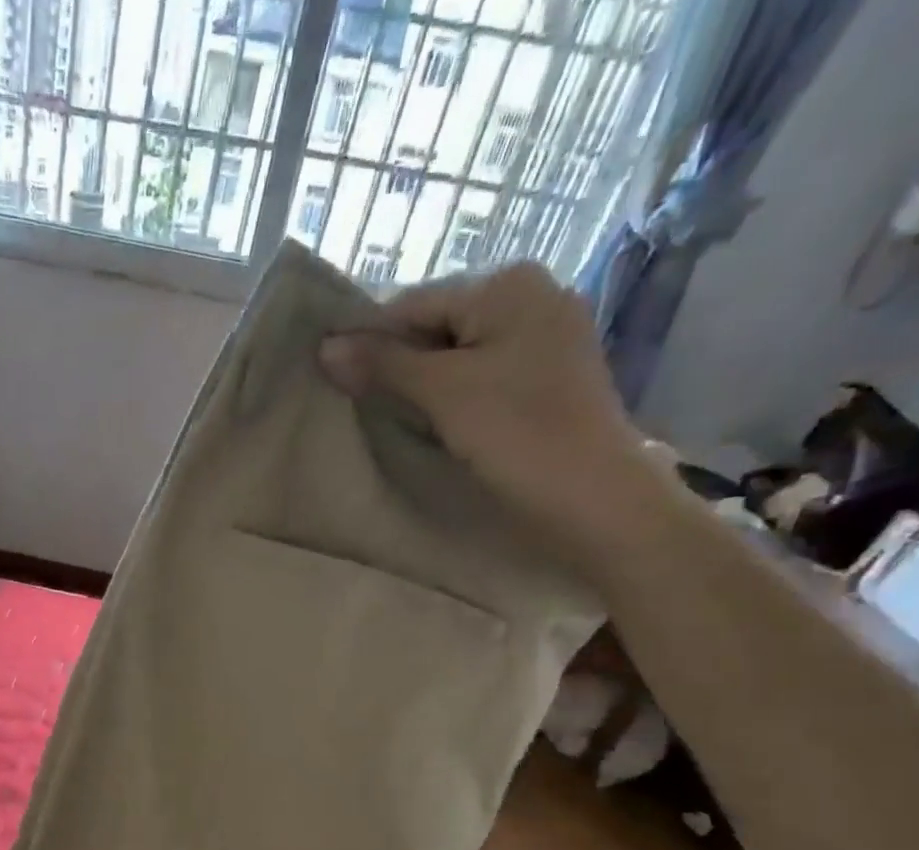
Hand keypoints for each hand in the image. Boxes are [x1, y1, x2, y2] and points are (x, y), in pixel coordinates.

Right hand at [318, 262, 677, 575]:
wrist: (592, 496)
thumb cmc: (517, 433)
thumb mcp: (442, 393)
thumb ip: (383, 365)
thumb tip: (325, 346)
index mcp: (509, 285)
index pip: (415, 304)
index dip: (371, 342)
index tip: (337, 384)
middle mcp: (533, 297)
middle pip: (439, 327)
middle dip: (400, 366)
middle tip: (367, 409)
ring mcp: (547, 338)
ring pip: (461, 356)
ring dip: (425, 387)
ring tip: (401, 422)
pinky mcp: (551, 378)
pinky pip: (485, 377)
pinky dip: (456, 398)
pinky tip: (441, 427)